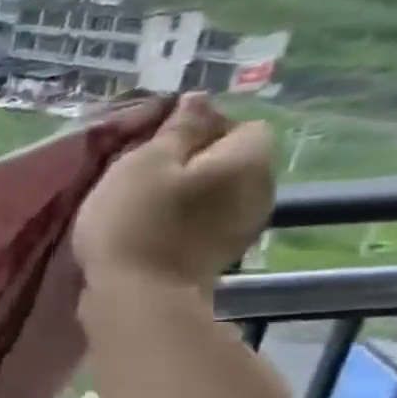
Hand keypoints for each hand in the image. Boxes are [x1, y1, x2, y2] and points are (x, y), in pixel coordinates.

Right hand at [75, 93, 275, 295]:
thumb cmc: (134, 221)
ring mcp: (244, 226)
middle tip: (142, 173)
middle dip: (193, 159)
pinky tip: (153, 227)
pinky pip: (207, 218)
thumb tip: (200, 100)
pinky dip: (185, 217)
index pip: (240, 124)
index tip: (155, 146)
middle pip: (231, 158)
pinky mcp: (221, 253)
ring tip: (144, 201)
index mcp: (248, 160)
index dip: (199, 128)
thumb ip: (177, 129)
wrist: (137, 297)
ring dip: (187, 190)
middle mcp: (261, 189)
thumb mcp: (144, 163)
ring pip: (218, 190)